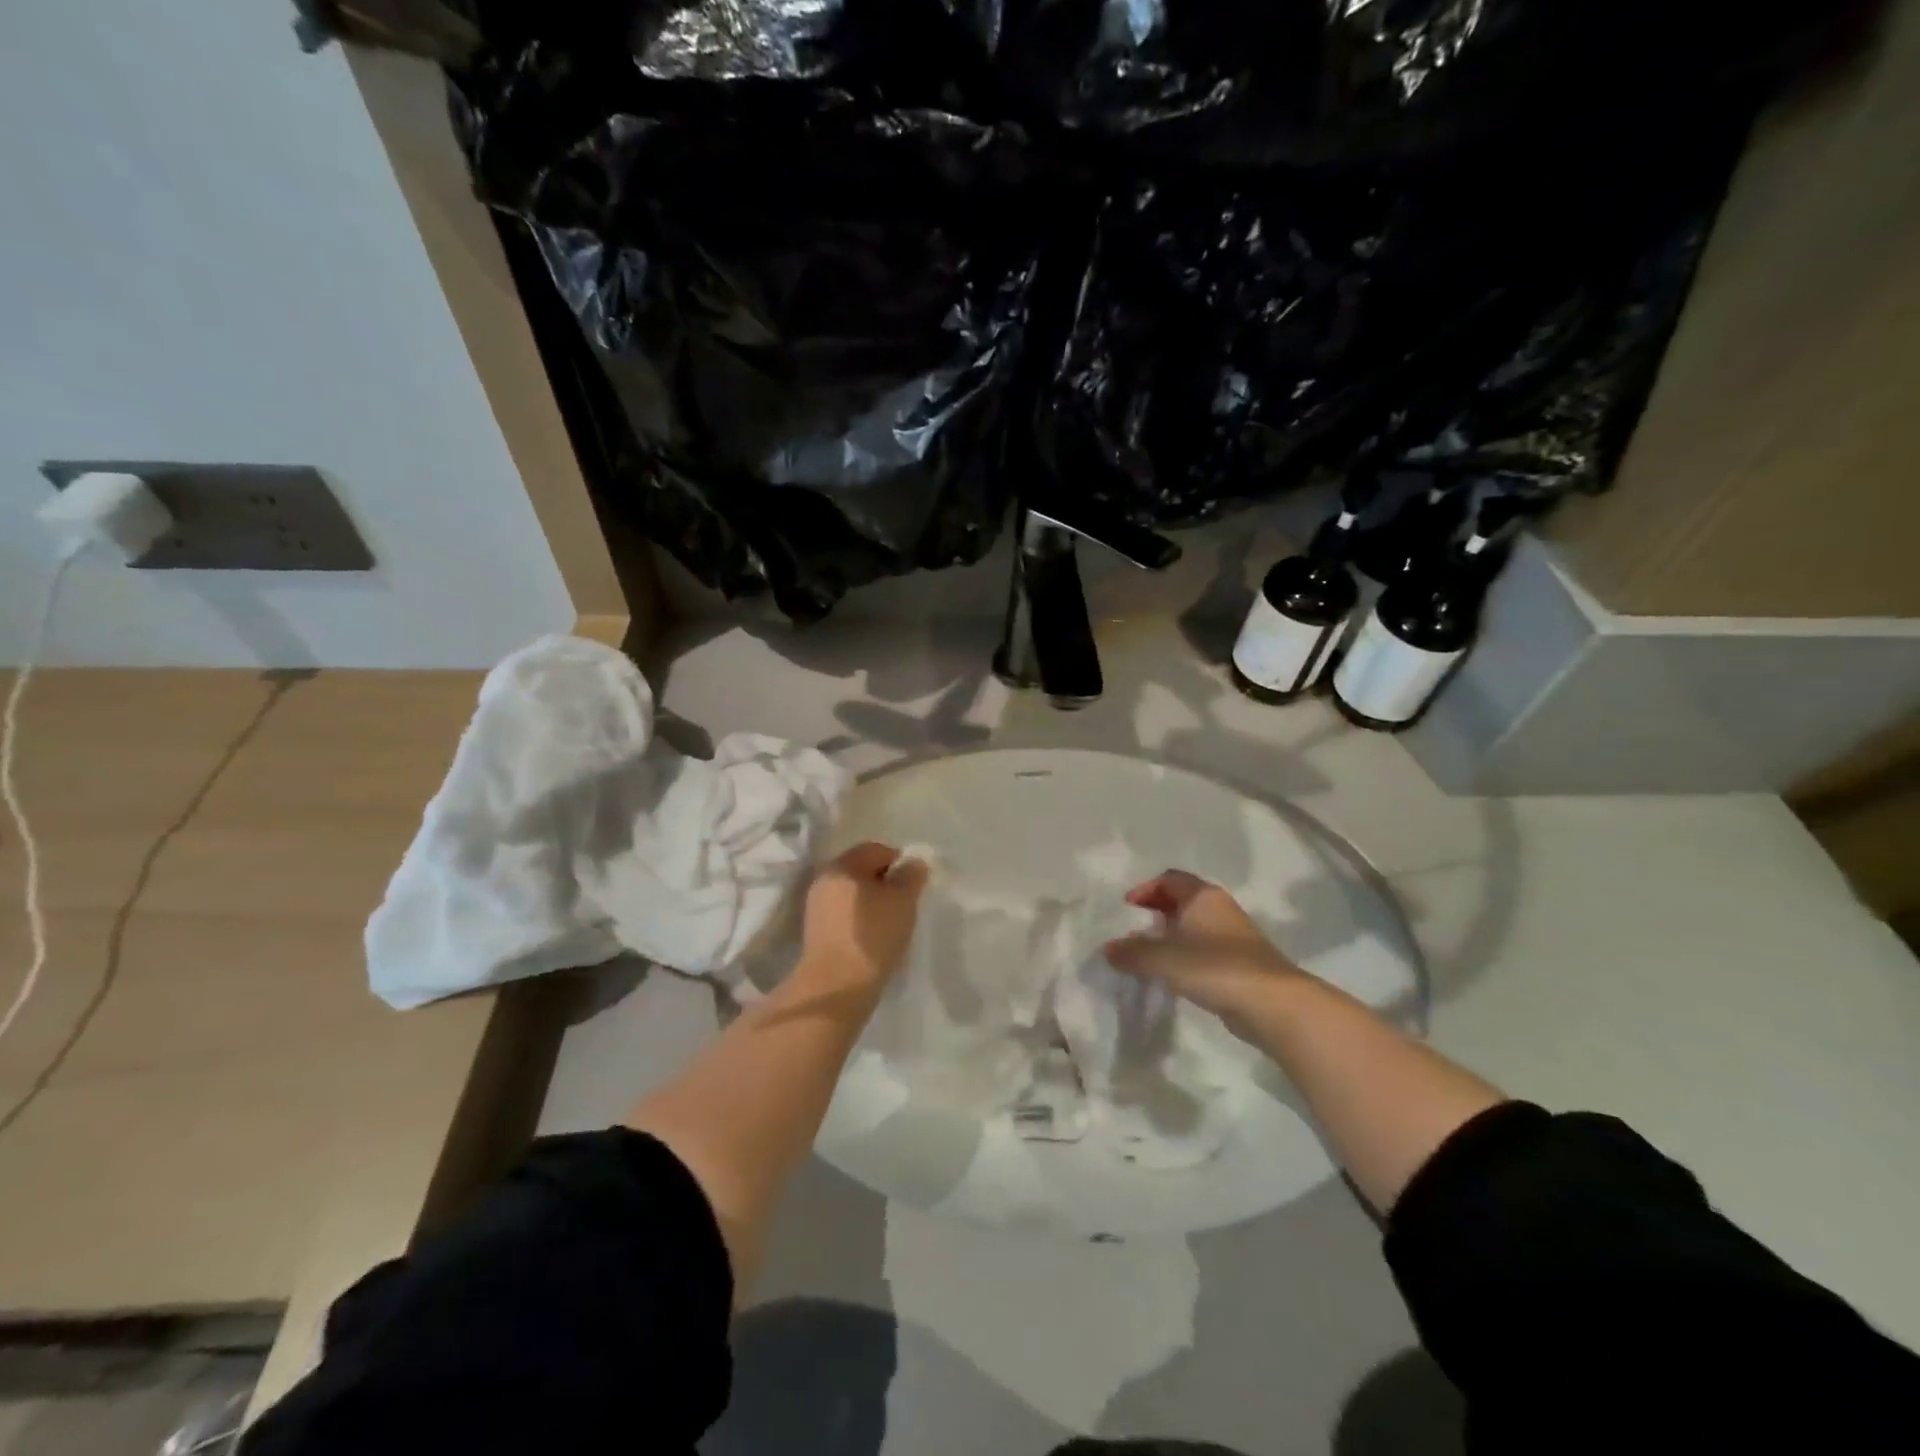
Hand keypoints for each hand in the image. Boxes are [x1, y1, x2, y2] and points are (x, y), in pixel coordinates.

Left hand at [796, 842, 929, 994]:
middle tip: (905, 905)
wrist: (837, 987)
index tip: (913, 886)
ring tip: (891, 925)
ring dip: (873, 903)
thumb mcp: (903, 901)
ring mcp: (816, 907)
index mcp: (842, 865)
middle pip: (861, 870)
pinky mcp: (816, 932)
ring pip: (853, 894)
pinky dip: (860, 920)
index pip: (876, 849)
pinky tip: (873, 939)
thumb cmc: (873, 936)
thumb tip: (913, 863)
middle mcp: (824, 880)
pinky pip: (845, 914)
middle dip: (885, 883)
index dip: (900, 862)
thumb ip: (911, 876)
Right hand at [1104, 870, 1300, 1020]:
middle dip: (1156, 912)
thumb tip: (1108, 949)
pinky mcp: (1242, 962)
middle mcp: (1219, 908)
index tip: (1127, 909)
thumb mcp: (1163, 959)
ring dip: (1172, 937)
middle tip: (1134, 932)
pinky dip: (1187, 956)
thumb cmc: (1214, 967)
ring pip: (1194, 926)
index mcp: (1202, 896)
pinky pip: (1206, 950)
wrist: (1273, 1003)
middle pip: (1182, 900)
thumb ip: (1132, 953)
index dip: (1145, 889)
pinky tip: (1175, 976)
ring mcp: (1234, 935)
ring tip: (1150, 957)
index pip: (1169, 879)